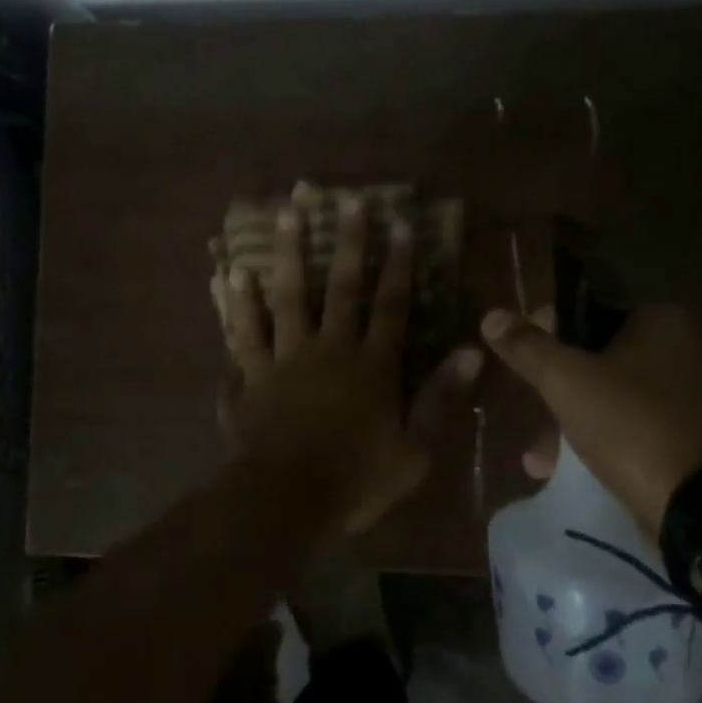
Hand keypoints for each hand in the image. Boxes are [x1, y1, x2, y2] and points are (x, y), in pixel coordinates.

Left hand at [222, 196, 481, 537]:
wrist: (284, 502)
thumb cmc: (355, 480)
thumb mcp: (414, 450)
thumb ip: (440, 398)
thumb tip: (472, 351)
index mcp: (371, 365)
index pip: (390, 304)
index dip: (398, 264)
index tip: (400, 224)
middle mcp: (328, 348)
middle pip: (338, 287)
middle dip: (346, 242)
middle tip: (346, 200)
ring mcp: (283, 358)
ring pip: (286, 296)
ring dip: (287, 253)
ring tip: (285, 213)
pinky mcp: (249, 375)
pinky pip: (241, 332)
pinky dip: (235, 303)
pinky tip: (228, 274)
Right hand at [481, 303, 701, 538]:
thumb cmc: (631, 424)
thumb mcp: (567, 380)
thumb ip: (528, 347)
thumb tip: (492, 315)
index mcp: (657, 321)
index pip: (583, 311)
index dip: (543, 331)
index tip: (518, 359)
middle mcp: (677, 349)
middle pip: (592, 356)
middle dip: (552, 387)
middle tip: (524, 410)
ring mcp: (683, 397)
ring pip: (606, 395)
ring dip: (567, 419)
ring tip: (536, 455)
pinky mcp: (683, 438)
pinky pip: (625, 427)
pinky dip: (594, 440)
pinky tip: (559, 469)